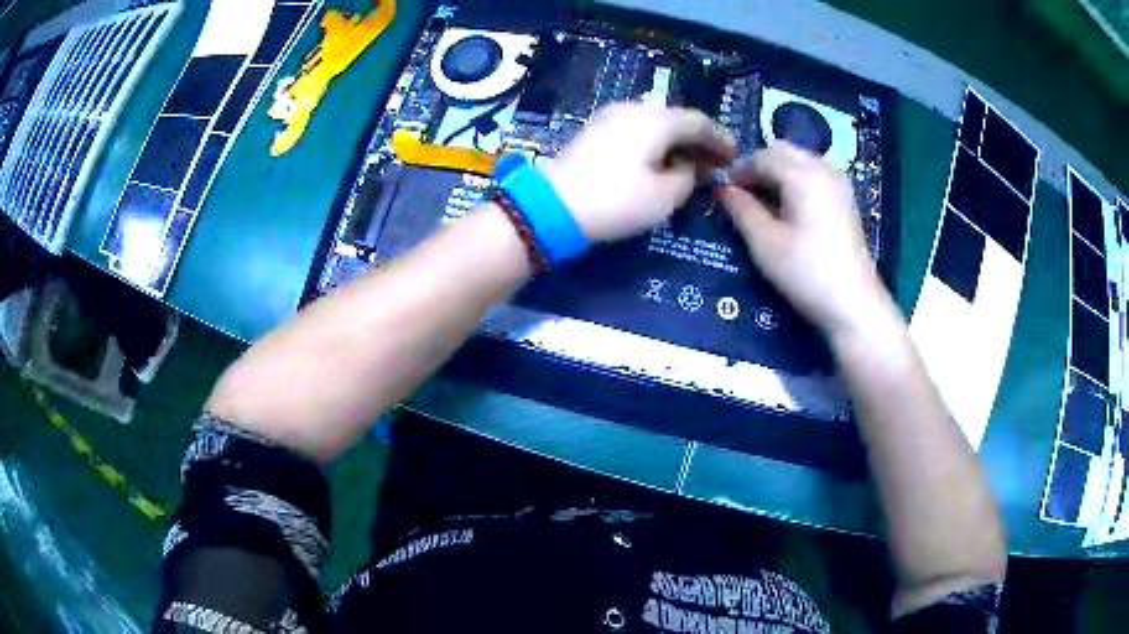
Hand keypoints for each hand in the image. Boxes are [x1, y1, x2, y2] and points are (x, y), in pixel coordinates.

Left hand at [545, 102, 734, 242]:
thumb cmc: (617, 200)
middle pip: (676, 119)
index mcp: (657, 120)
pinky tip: (657, 161)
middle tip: (713, 162)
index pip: (699, 122)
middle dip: (698, 140)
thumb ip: (687, 176)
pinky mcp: (594, 129)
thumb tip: (686, 165)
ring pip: (654, 123)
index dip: (720, 139)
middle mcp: (634, 108)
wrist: (553, 205)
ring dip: (675, 141)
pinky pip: (635, 129)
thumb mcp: (665, 196)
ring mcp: (610, 116)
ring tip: (687, 164)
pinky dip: (653, 142)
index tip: (733, 156)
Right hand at [719, 142, 895, 340]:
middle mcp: (823, 168)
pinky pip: (814, 175)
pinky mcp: (846, 200)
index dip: (739, 170)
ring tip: (764, 203)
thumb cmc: (806, 272)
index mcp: (802, 174)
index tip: (724, 192)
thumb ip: (741, 209)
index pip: (762, 157)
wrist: (853, 304)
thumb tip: (724, 189)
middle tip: (743, 194)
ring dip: (778, 173)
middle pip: (783, 151)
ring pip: (800, 161)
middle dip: (759, 166)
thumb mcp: (764, 242)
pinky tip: (789, 210)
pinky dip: (796, 182)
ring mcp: (839, 183)